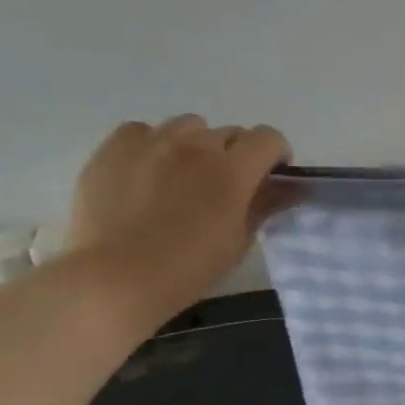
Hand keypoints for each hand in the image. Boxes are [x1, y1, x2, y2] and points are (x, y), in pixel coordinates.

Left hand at [65, 116, 296, 329]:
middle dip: (236, 154)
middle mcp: (196, 146)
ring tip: (182, 175)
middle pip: (230, 132)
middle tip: (224, 186)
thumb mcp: (239, 241)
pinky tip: (147, 171)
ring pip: (188, 126)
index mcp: (233, 170)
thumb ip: (265, 205)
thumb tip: (290, 188)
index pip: (269, 138)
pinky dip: (153, 144)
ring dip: (196, 145)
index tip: (269, 177)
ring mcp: (152, 142)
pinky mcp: (114, 147)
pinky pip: (143, 131)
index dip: (275, 154)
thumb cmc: (189, 268)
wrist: (115, 278)